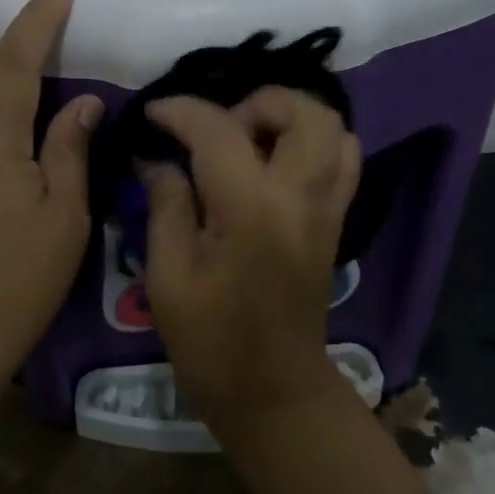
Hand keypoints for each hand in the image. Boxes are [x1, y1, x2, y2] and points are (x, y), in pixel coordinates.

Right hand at [140, 89, 360, 425]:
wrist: (273, 390)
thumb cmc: (210, 339)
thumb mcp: (168, 274)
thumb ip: (165, 204)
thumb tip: (156, 159)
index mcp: (251, 208)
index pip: (219, 129)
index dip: (180, 111)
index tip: (153, 113)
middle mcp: (301, 196)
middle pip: (305, 112)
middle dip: (258, 103)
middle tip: (217, 129)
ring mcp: (327, 209)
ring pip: (335, 130)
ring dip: (290, 119)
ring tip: (248, 141)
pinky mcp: (335, 223)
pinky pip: (342, 161)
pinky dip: (312, 144)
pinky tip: (273, 164)